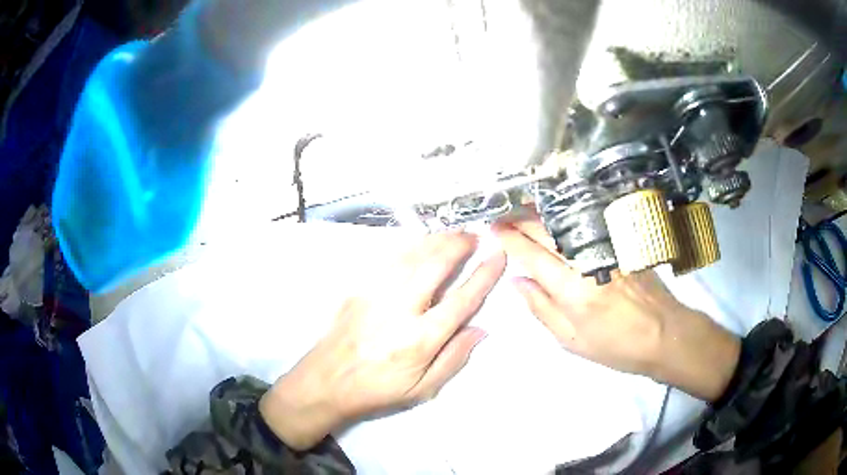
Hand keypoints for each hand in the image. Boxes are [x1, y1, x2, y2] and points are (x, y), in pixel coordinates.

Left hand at [260, 232, 505, 449]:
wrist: (326, 381)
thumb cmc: (377, 389)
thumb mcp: (422, 388)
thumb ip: (454, 358)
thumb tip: (481, 329)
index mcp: (420, 339)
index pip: (461, 299)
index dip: (483, 274)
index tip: (497, 254)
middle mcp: (400, 310)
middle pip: (435, 265)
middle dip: (458, 244)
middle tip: (474, 236)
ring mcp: (375, 295)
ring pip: (411, 255)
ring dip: (435, 240)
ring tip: (452, 234)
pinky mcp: (359, 289)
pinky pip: (388, 259)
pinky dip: (409, 246)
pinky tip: (419, 244)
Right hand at [493, 214, 739, 401]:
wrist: (663, 333)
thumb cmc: (615, 345)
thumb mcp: (571, 340)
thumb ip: (541, 309)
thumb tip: (517, 282)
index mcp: (571, 289)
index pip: (532, 255)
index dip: (510, 240)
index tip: (494, 230)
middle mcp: (587, 261)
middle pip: (547, 231)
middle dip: (521, 221)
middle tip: (503, 217)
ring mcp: (606, 247)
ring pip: (565, 223)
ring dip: (540, 216)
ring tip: (521, 213)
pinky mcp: (620, 243)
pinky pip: (585, 224)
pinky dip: (565, 218)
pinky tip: (555, 219)